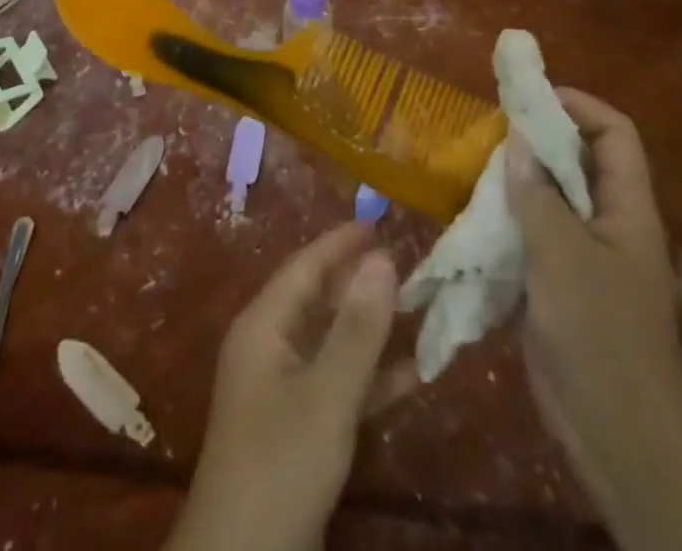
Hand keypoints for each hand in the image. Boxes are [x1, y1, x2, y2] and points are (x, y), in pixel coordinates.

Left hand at [164, 223, 399, 550]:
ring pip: (331, 341)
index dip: (341, 242)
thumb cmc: (280, 462)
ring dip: (371, 329)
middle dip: (360, 282)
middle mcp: (269, 347)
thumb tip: (383, 257)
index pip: (305, 265)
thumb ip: (357, 328)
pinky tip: (413, 375)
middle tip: (408, 262)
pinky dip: (370, 376)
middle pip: (318, 300)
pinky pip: (336, 383)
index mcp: (264, 325)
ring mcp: (281, 389)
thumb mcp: (326, 393)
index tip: (379, 220)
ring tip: (417, 309)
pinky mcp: (296, 427)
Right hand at [506, 90, 681, 501]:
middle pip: (579, 160)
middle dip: (537, 138)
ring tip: (473, 165)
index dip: (578, 105)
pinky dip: (507, 219)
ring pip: (552, 197)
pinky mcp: (561, 284)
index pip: (615, 134)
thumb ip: (537, 193)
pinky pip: (534, 234)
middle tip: (490, 130)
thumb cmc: (598, 333)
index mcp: (627, 209)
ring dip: (517, 179)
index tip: (528, 98)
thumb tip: (515, 138)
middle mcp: (610, 223)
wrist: (617, 435)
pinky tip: (473, 217)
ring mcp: (586, 256)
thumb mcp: (562, 254)